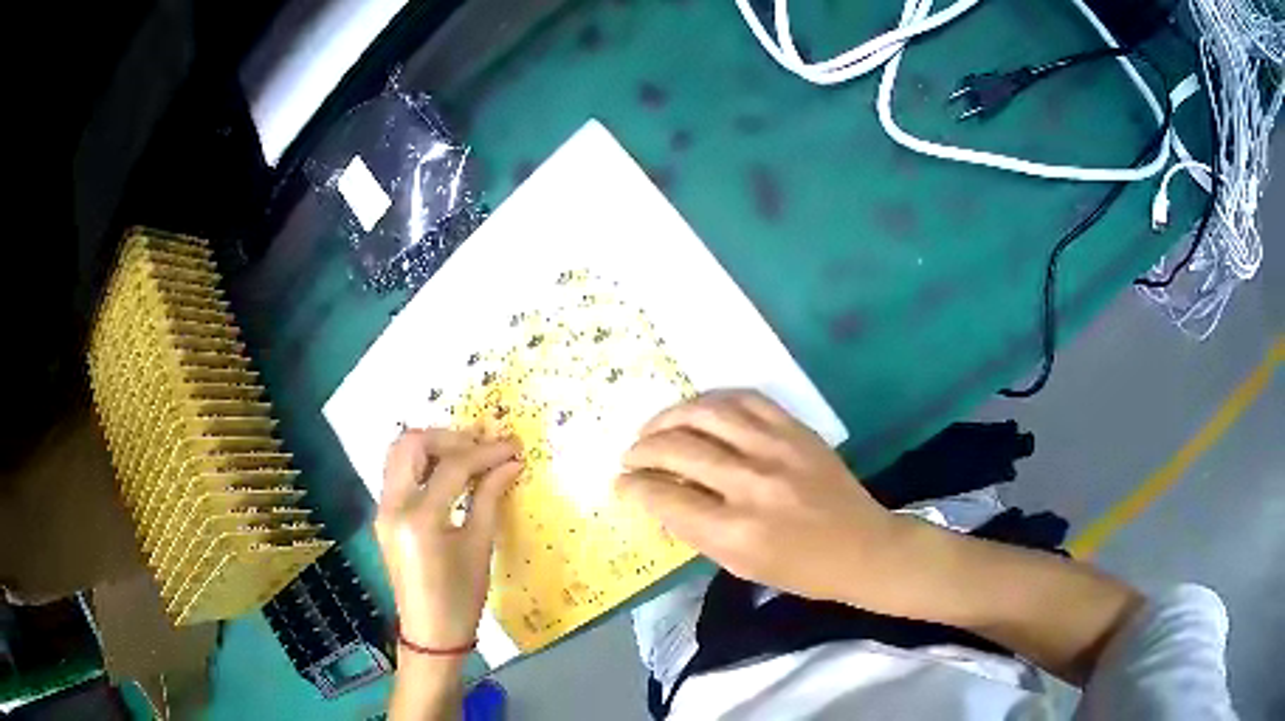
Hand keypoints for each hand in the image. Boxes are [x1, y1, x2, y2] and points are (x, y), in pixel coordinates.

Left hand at [375, 429, 522, 649]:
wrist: (430, 633)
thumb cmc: (461, 598)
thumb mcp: (480, 547)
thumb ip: (490, 498)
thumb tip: (511, 463)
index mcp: (419, 519)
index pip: (451, 467)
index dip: (485, 452)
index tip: (513, 447)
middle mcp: (393, 505)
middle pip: (412, 444)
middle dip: (449, 437)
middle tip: (482, 447)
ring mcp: (383, 509)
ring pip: (399, 454)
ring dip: (432, 446)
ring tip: (467, 456)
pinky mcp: (384, 515)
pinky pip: (398, 473)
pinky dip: (422, 464)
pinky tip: (449, 475)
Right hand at [615, 390, 900, 604]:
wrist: (863, 548)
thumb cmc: (800, 571)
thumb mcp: (739, 566)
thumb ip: (695, 530)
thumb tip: (658, 495)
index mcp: (735, 532)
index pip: (664, 496)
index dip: (633, 486)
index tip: (621, 483)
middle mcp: (752, 484)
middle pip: (677, 448)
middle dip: (641, 450)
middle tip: (630, 456)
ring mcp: (776, 449)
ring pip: (705, 413)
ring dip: (668, 417)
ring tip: (654, 428)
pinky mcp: (796, 430)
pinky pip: (744, 398)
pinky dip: (712, 401)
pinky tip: (697, 412)